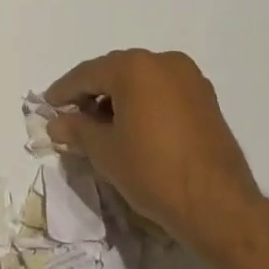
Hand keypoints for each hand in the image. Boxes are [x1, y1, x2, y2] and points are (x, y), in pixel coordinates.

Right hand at [45, 48, 263, 248]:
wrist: (219, 206)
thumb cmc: (153, 172)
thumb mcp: (105, 152)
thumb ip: (77, 130)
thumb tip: (56, 122)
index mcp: (134, 66)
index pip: (88, 74)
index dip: (64, 92)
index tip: (48, 107)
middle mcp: (163, 61)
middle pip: (115, 72)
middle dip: (92, 94)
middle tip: (73, 117)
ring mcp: (189, 78)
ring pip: (141, 81)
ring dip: (119, 98)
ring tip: (103, 127)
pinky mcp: (206, 99)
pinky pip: (163, 92)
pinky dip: (144, 104)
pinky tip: (134, 128)